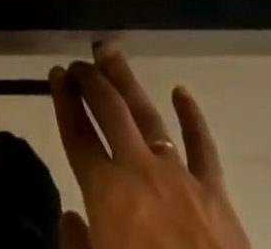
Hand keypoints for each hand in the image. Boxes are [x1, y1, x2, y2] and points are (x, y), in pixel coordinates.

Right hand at [49, 45, 249, 248]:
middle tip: (78, 62)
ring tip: (110, 54)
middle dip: (91, 81)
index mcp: (107, 196)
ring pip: (147, 114)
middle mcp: (138, 172)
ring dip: (127, 81)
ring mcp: (179, 177)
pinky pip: (203, 147)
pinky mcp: (216, 194)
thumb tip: (69, 216)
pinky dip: (192, 116)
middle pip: (109, 111)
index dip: (64, 102)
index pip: (77, 135)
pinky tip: (181, 92)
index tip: (55, 73)